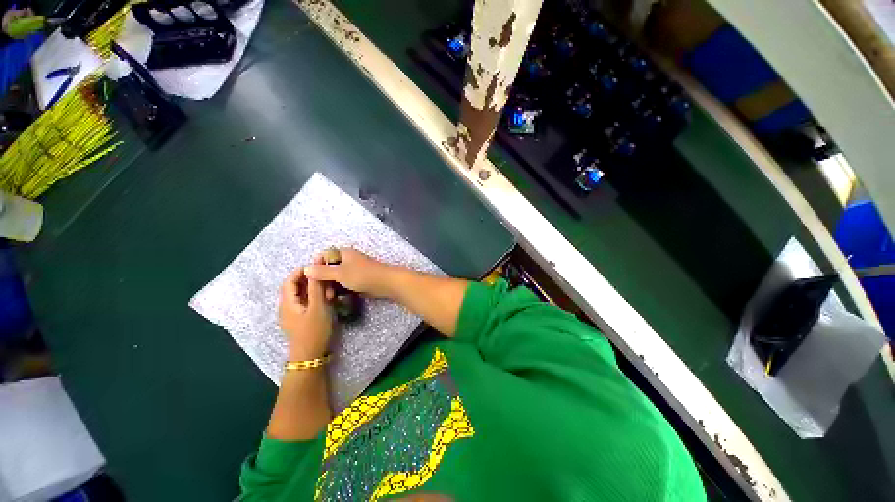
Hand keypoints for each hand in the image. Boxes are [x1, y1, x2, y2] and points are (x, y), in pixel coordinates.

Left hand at [279, 258, 332, 359]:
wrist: (310, 356)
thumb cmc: (314, 330)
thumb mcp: (318, 306)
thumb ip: (316, 287)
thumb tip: (314, 269)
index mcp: (287, 302)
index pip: (289, 280)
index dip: (301, 271)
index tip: (317, 265)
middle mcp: (287, 307)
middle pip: (295, 287)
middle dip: (310, 279)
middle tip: (326, 277)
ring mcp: (293, 314)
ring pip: (301, 295)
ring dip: (314, 289)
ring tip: (329, 288)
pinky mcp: (300, 319)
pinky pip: (305, 303)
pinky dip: (315, 297)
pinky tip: (327, 299)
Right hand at [304, 248, 394, 297]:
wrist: (386, 283)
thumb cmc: (362, 275)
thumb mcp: (340, 273)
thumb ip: (322, 271)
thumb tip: (305, 269)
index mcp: (343, 253)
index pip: (323, 255)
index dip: (316, 265)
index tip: (312, 278)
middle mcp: (347, 260)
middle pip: (329, 268)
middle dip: (323, 279)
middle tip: (320, 292)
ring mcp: (353, 271)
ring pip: (336, 278)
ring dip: (331, 287)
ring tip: (329, 297)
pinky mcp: (358, 281)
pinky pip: (344, 284)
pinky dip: (339, 290)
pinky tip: (336, 299)